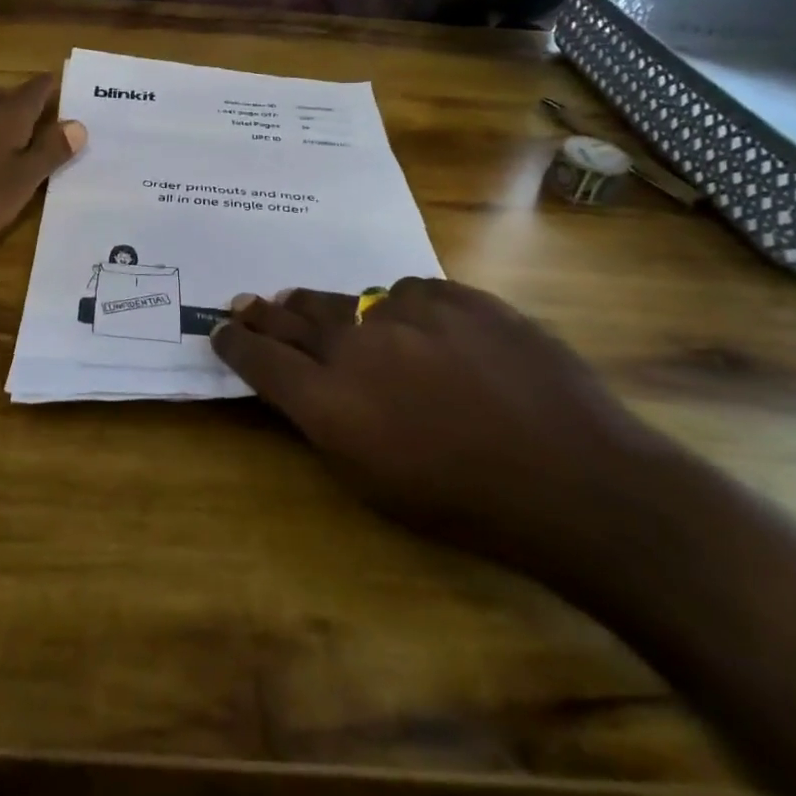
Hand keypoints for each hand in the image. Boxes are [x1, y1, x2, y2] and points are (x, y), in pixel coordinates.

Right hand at [210, 278, 682, 585]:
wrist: (575, 480)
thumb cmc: (465, 504)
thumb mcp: (372, 482)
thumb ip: (326, 424)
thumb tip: (305, 385)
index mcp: (328, 403)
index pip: (259, 359)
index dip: (234, 343)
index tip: (219, 331)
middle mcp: (357, 347)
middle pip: (292, 317)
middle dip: (263, 312)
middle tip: (246, 303)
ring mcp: (408, 313)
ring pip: (349, 298)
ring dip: (326, 308)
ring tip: (313, 307)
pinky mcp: (456, 296)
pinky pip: (408, 291)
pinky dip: (399, 307)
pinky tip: (410, 323)